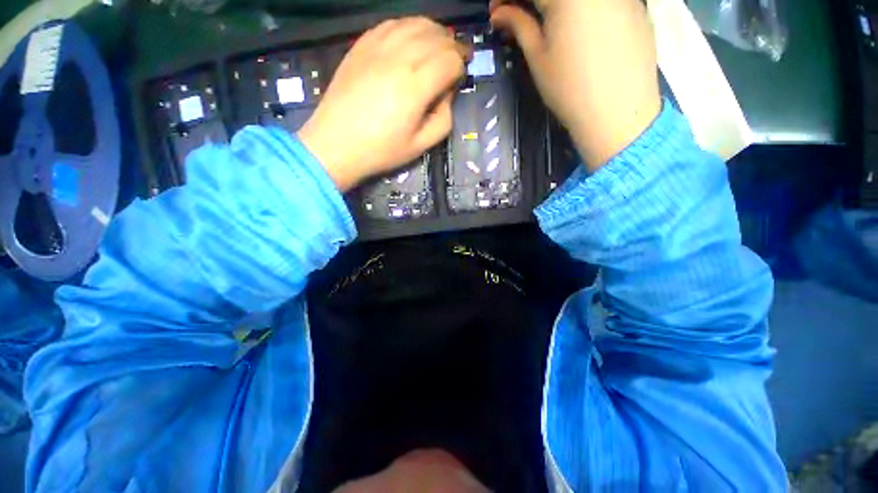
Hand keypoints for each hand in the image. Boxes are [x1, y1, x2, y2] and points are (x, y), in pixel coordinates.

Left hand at [298, 17, 470, 190]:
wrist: (336, 144)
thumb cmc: (381, 150)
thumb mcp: (420, 146)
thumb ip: (443, 120)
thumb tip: (447, 94)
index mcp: (415, 88)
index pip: (450, 60)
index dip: (461, 65)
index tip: (461, 76)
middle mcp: (398, 59)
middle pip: (436, 37)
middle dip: (452, 46)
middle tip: (456, 59)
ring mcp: (376, 48)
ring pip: (415, 24)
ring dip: (433, 32)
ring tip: (439, 45)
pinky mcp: (361, 46)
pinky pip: (391, 24)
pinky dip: (408, 27)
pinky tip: (412, 38)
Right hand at [490, 0, 661, 169]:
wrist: (617, 111)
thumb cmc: (569, 88)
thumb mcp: (538, 57)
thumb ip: (519, 26)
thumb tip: (499, 13)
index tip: (498, 10)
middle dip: (531, 0)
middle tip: (520, 16)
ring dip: (555, 4)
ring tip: (547, 22)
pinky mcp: (636, 4)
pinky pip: (601, 1)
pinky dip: (582, 8)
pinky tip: (577, 26)